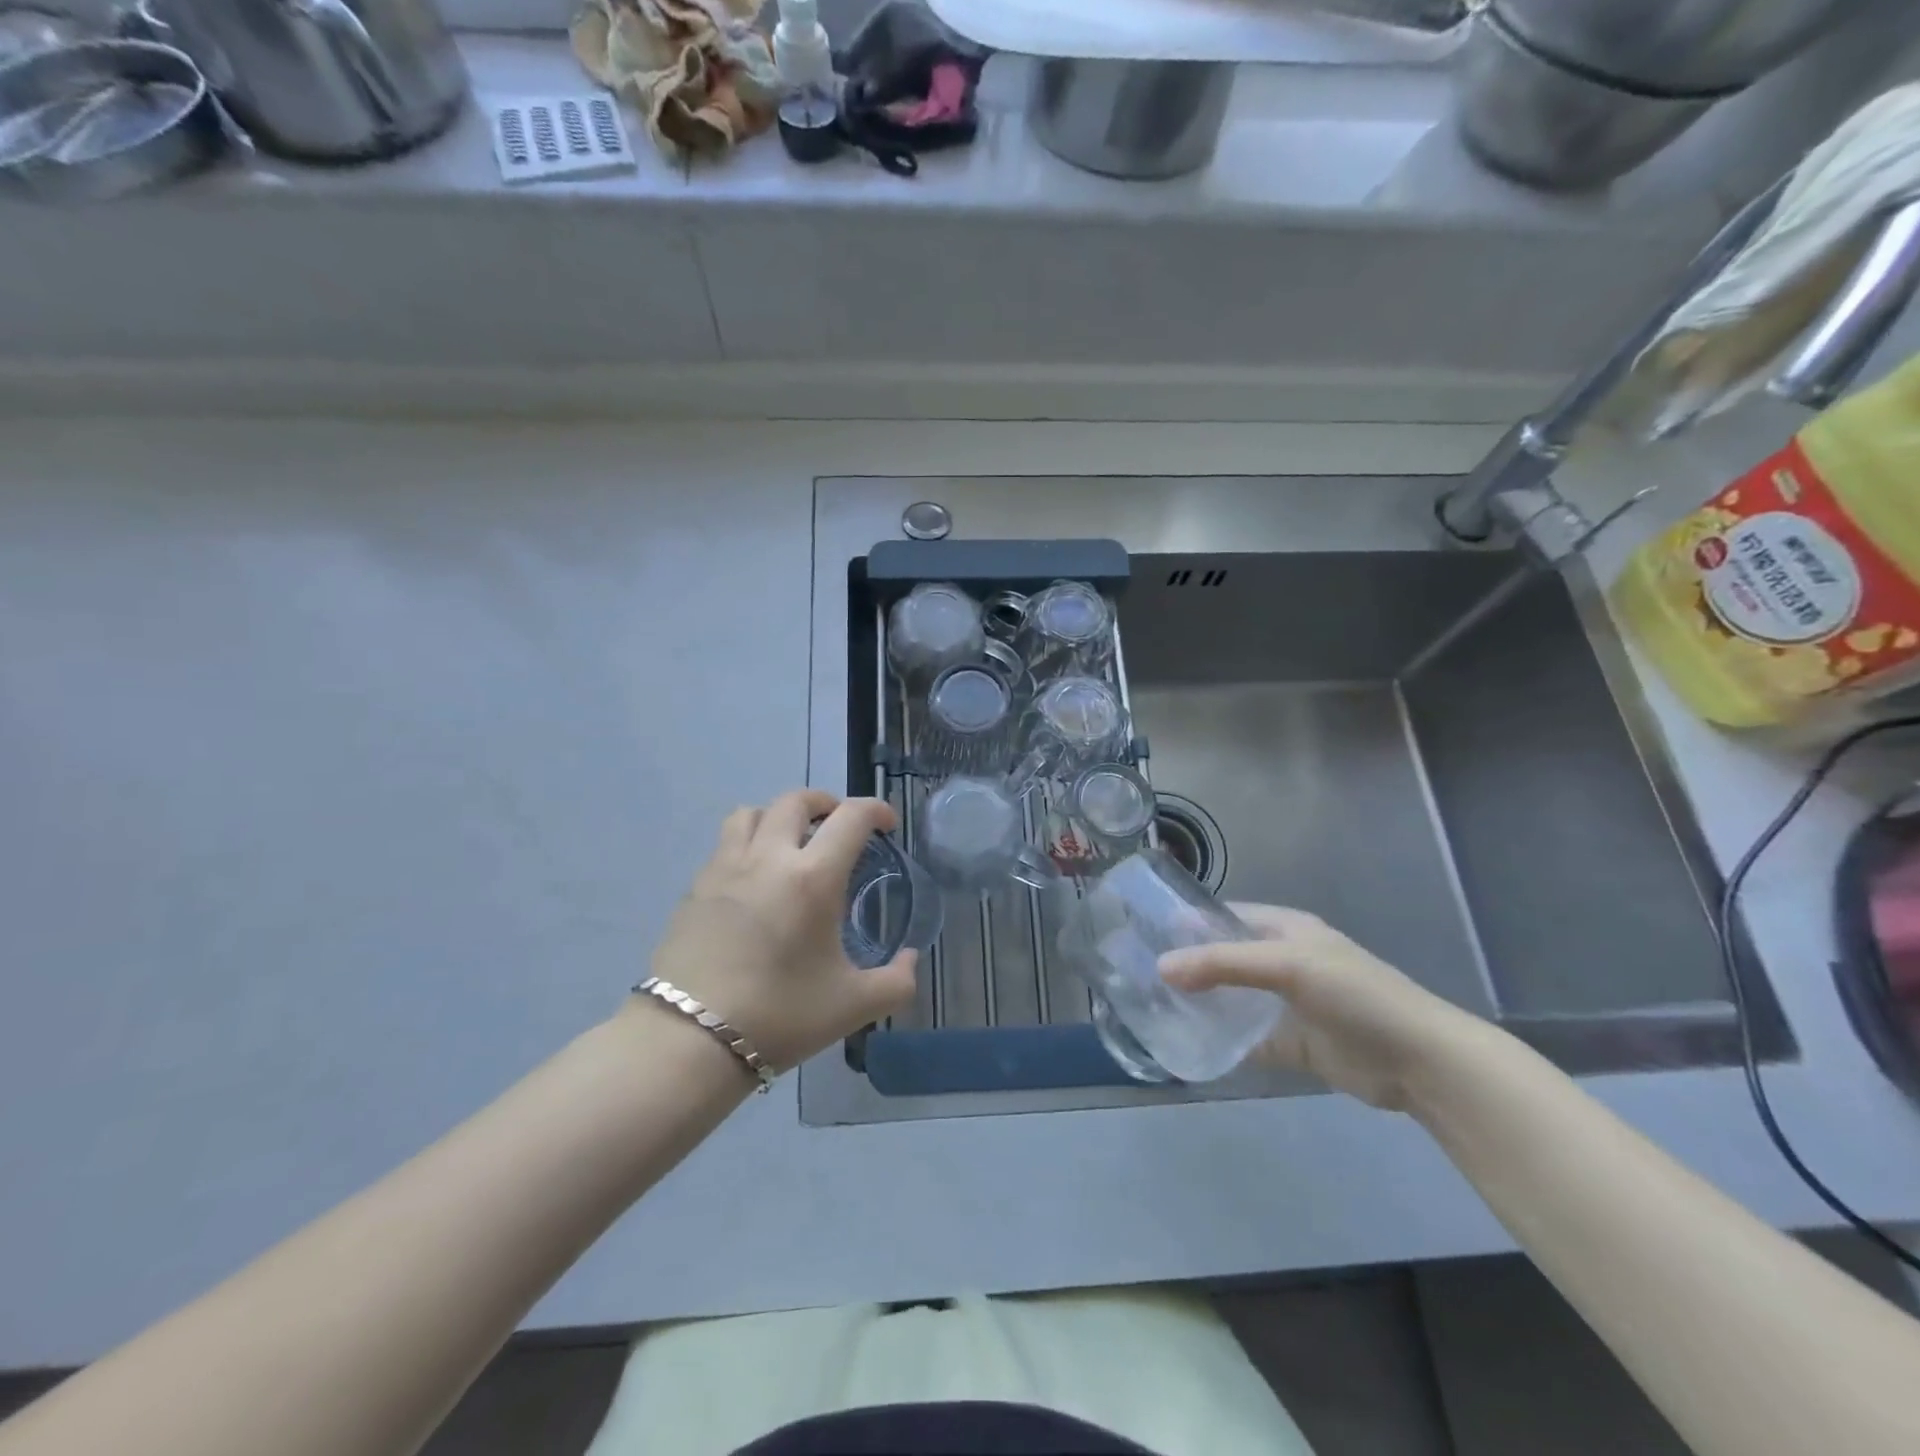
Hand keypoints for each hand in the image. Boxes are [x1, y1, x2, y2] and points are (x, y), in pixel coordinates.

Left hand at [641, 790, 918, 1072]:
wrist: (689, 1041)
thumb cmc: (779, 1016)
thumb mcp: (853, 1006)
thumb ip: (897, 981)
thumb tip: (910, 959)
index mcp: (812, 877)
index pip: (851, 817)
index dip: (876, 809)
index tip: (887, 824)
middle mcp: (768, 858)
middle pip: (795, 800)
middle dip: (825, 802)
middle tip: (839, 825)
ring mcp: (725, 868)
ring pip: (751, 812)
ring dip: (778, 815)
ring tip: (790, 841)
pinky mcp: (695, 888)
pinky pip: (725, 844)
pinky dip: (747, 843)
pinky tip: (754, 880)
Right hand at [1160, 905, 1483, 1110]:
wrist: (1419, 1061)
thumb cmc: (1355, 995)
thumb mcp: (1287, 965)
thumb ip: (1223, 964)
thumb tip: (1161, 968)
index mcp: (1286, 930)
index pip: (1227, 916)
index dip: (1190, 921)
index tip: (1146, 931)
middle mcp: (1283, 961)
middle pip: (1225, 958)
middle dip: (1189, 964)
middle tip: (1141, 973)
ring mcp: (1288, 1004)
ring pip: (1233, 999)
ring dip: (1202, 1003)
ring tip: (1154, 1007)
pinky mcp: (1293, 1044)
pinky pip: (1247, 1039)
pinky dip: (1222, 1042)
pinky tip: (1189, 1044)